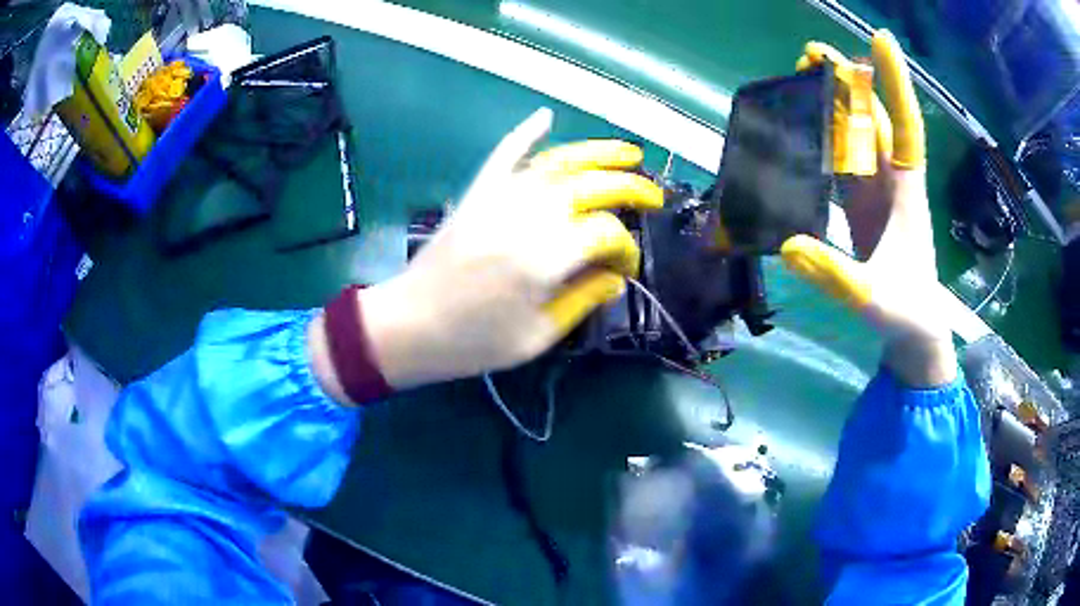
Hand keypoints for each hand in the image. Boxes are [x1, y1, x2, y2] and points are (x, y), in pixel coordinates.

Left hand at [355, 108, 662, 389]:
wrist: (408, 326)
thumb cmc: (473, 343)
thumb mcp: (536, 337)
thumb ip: (582, 299)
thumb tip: (616, 276)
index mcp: (543, 259)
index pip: (604, 234)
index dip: (625, 249)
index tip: (625, 269)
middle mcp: (525, 218)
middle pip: (591, 187)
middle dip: (629, 188)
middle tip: (652, 197)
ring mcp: (498, 199)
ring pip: (557, 163)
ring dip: (597, 152)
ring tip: (629, 152)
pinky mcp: (476, 194)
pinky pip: (503, 154)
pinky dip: (524, 133)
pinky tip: (544, 116)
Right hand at [781, 30, 955, 387]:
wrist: (915, 331)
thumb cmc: (905, 313)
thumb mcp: (873, 298)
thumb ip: (835, 275)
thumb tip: (788, 246)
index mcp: (906, 192)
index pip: (905, 127)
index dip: (894, 83)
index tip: (880, 40)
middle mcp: (893, 182)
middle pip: (873, 119)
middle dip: (849, 83)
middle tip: (813, 54)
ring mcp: (878, 193)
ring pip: (858, 135)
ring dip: (835, 104)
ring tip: (805, 77)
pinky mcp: (864, 206)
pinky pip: (846, 160)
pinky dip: (828, 137)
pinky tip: (807, 125)